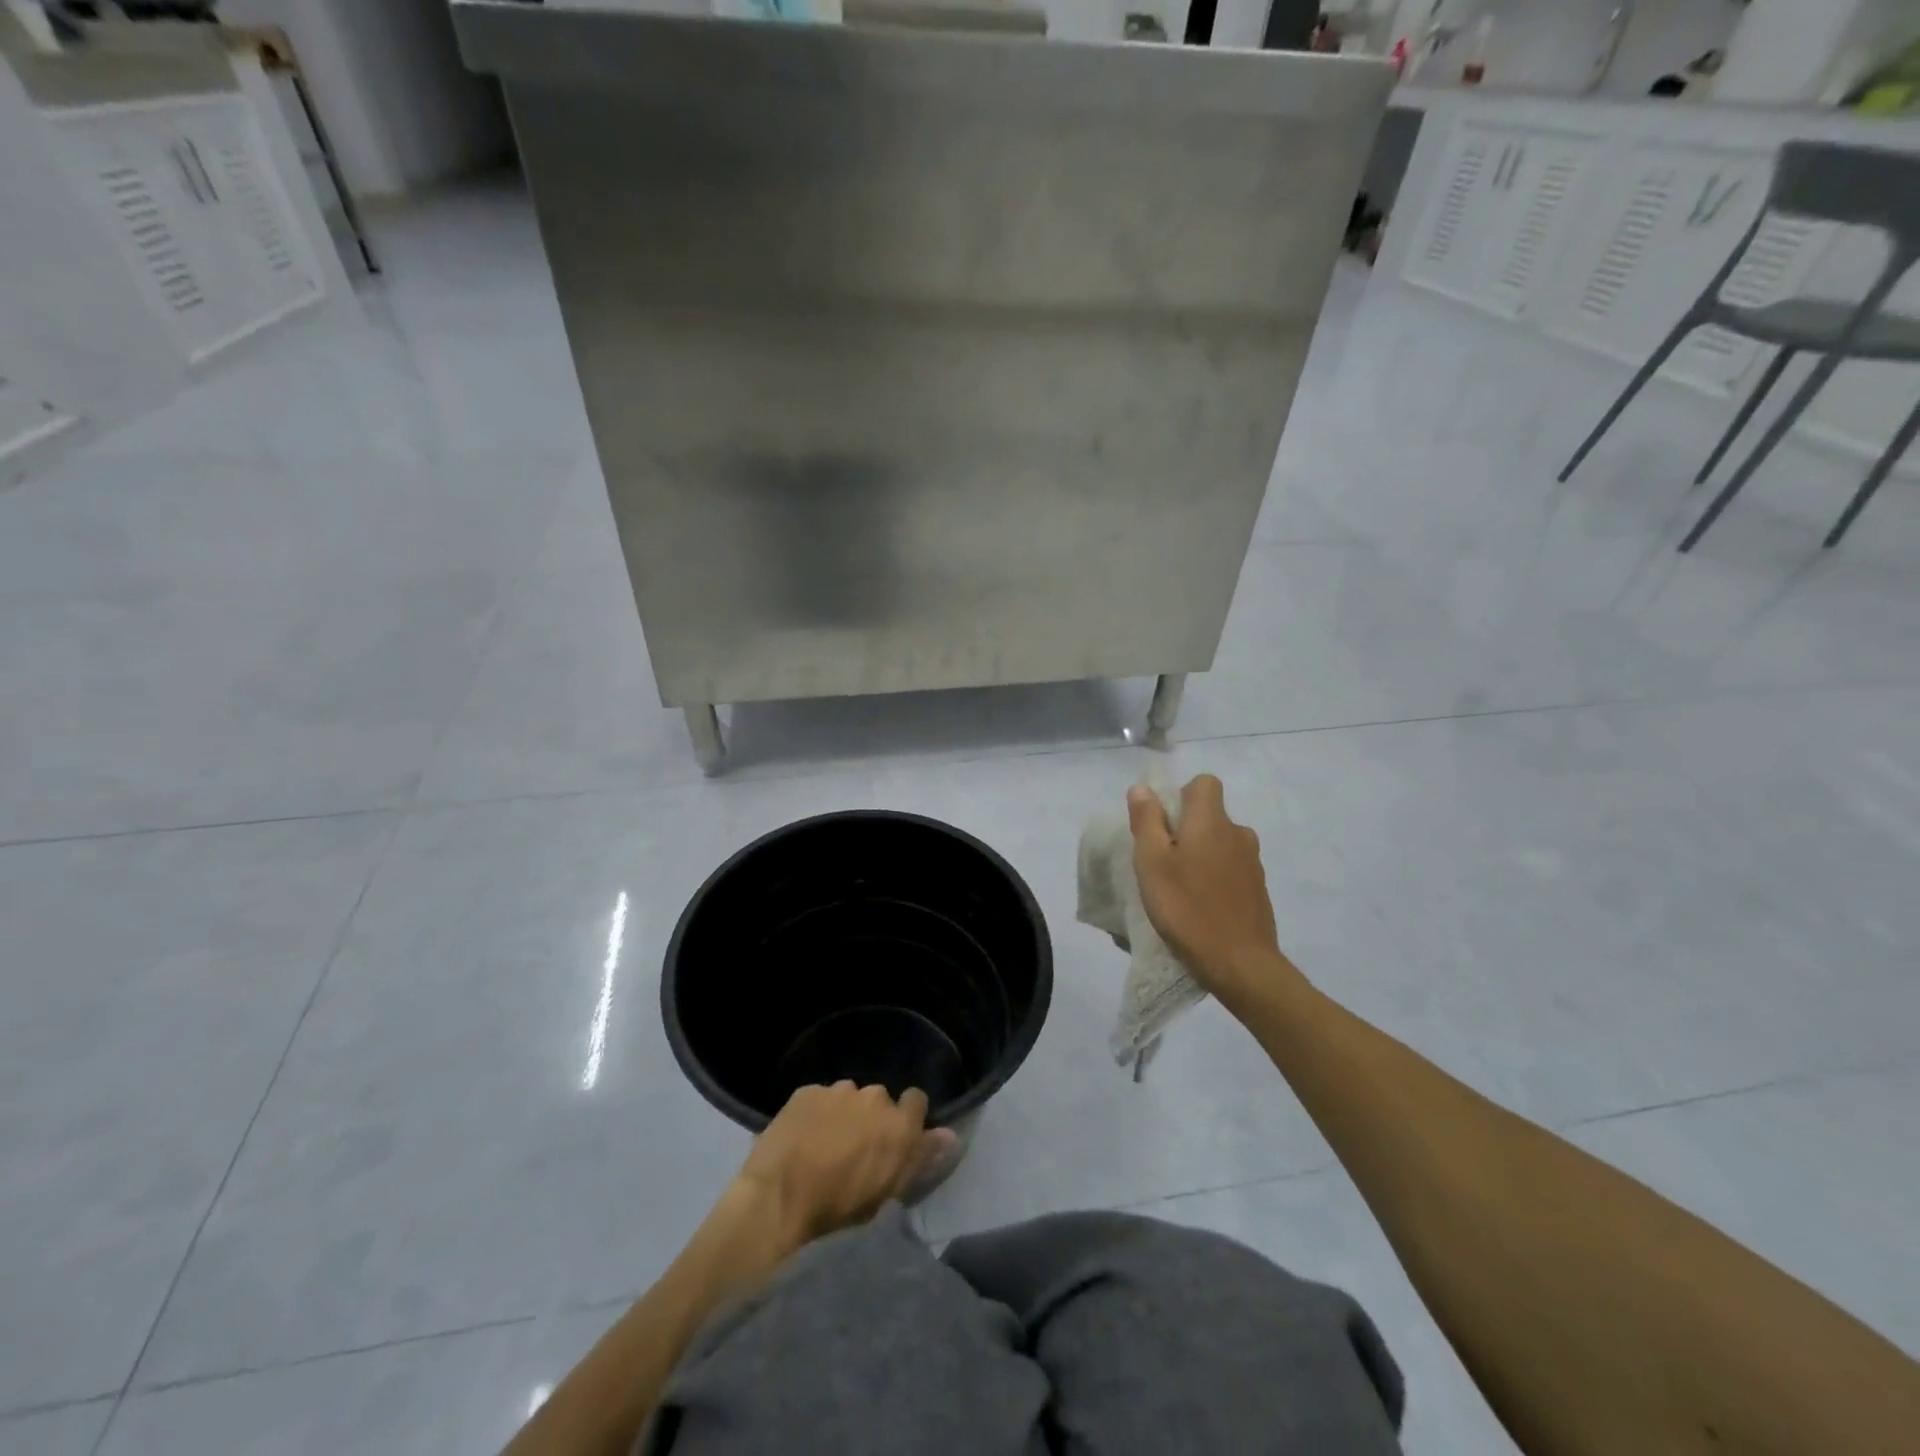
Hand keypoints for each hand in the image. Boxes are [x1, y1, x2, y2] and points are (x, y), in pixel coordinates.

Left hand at [736, 1082, 954, 1245]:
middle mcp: (874, 1096)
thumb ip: (922, 1158)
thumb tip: (950, 1135)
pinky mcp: (806, 1091)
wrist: (778, 1204)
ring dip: (842, 1115)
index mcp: (899, 1123)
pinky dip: (815, 1114)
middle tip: (854, 1151)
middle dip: (871, 1119)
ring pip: (848, 1098)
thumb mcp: (889, 1193)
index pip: (917, 1101)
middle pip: (880, 1100)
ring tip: (823, 1146)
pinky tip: (801, 1139)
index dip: (906, 1119)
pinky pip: (818, 1098)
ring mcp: (837, 1090)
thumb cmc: (840, 1211)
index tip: (892, 1141)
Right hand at [1128, 775, 1302, 1010]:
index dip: (1180, 796)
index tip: (1162, 825)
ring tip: (1180, 889)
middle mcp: (1238, 833)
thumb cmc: (1187, 909)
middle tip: (1162, 863)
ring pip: (1220, 844)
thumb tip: (1142, 788)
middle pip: (1210, 815)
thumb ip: (1146, 821)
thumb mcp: (1152, 863)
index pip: (1204, 783)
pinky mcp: (1258, 890)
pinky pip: (1231, 870)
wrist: (1240, 964)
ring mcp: (1252, 863)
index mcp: (1212, 821)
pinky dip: (1215, 879)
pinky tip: (1201, 907)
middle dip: (1186, 830)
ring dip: (1201, 856)